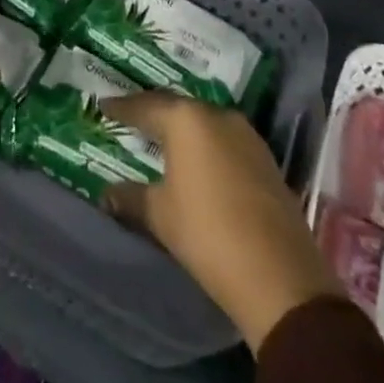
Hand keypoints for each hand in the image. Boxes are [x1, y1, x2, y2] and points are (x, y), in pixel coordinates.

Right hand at [103, 93, 340, 354]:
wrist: (280, 277)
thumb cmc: (208, 234)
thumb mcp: (160, 216)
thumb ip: (131, 197)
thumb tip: (107, 193)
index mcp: (186, 120)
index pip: (145, 105)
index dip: (121, 107)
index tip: (103, 106)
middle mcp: (217, 115)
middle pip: (176, 108)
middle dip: (152, 113)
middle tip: (130, 118)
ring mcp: (246, 136)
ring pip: (204, 123)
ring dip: (182, 129)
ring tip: (161, 138)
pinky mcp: (265, 159)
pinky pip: (224, 140)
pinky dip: (205, 145)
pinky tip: (196, 161)